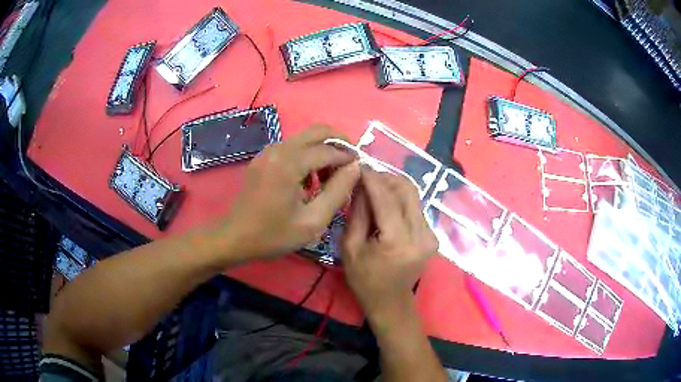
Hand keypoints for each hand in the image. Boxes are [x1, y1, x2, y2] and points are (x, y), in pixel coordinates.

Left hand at [217, 124, 359, 258]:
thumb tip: (355, 167)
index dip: (348, 157)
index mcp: (289, 163)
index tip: (361, 169)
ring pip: (305, 137)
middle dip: (339, 142)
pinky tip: (310, 179)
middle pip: (317, 130)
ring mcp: (268, 151)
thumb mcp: (312, 221)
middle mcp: (278, 149)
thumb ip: (338, 192)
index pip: (328, 149)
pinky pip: (292, 147)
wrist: (235, 237)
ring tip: (330, 177)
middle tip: (350, 163)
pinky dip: (308, 155)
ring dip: (323, 150)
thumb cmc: (273, 234)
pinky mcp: (263, 158)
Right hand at [342, 169, 437, 319]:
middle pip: (407, 190)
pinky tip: (386, 205)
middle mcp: (420, 235)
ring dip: (393, 187)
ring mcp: (430, 235)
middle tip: (366, 177)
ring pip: (414, 196)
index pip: (386, 198)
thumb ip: (357, 212)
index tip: (359, 164)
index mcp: (397, 241)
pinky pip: (416, 208)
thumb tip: (361, 183)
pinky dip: (400, 200)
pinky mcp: (432, 235)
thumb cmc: (364, 279)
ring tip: (374, 189)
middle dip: (386, 177)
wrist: (390, 302)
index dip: (372, 178)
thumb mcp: (350, 247)